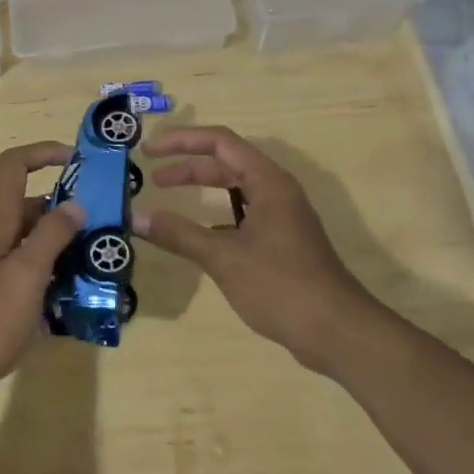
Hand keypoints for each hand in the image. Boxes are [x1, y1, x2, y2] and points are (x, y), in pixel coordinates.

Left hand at [0, 142, 85, 405]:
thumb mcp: (26, 275)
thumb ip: (51, 236)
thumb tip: (74, 203)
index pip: (13, 166)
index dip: (44, 152)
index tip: (79, 162)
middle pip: (29, 206)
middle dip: (66, 210)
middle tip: (104, 227)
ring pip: (30, 241)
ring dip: (62, 246)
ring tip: (98, 264)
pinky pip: (26, 270)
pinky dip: (50, 274)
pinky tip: (73, 297)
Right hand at [136, 126, 377, 374]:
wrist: (337, 331)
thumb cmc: (281, 285)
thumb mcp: (223, 257)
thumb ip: (178, 234)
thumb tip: (135, 217)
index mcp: (268, 182)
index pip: (220, 141)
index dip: (182, 141)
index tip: (149, 151)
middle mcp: (276, 190)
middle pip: (226, 162)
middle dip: (188, 166)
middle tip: (151, 176)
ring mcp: (282, 216)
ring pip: (235, 189)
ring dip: (202, 188)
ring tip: (167, 197)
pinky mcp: (282, 241)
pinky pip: (242, 213)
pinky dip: (215, 215)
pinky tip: (196, 234)